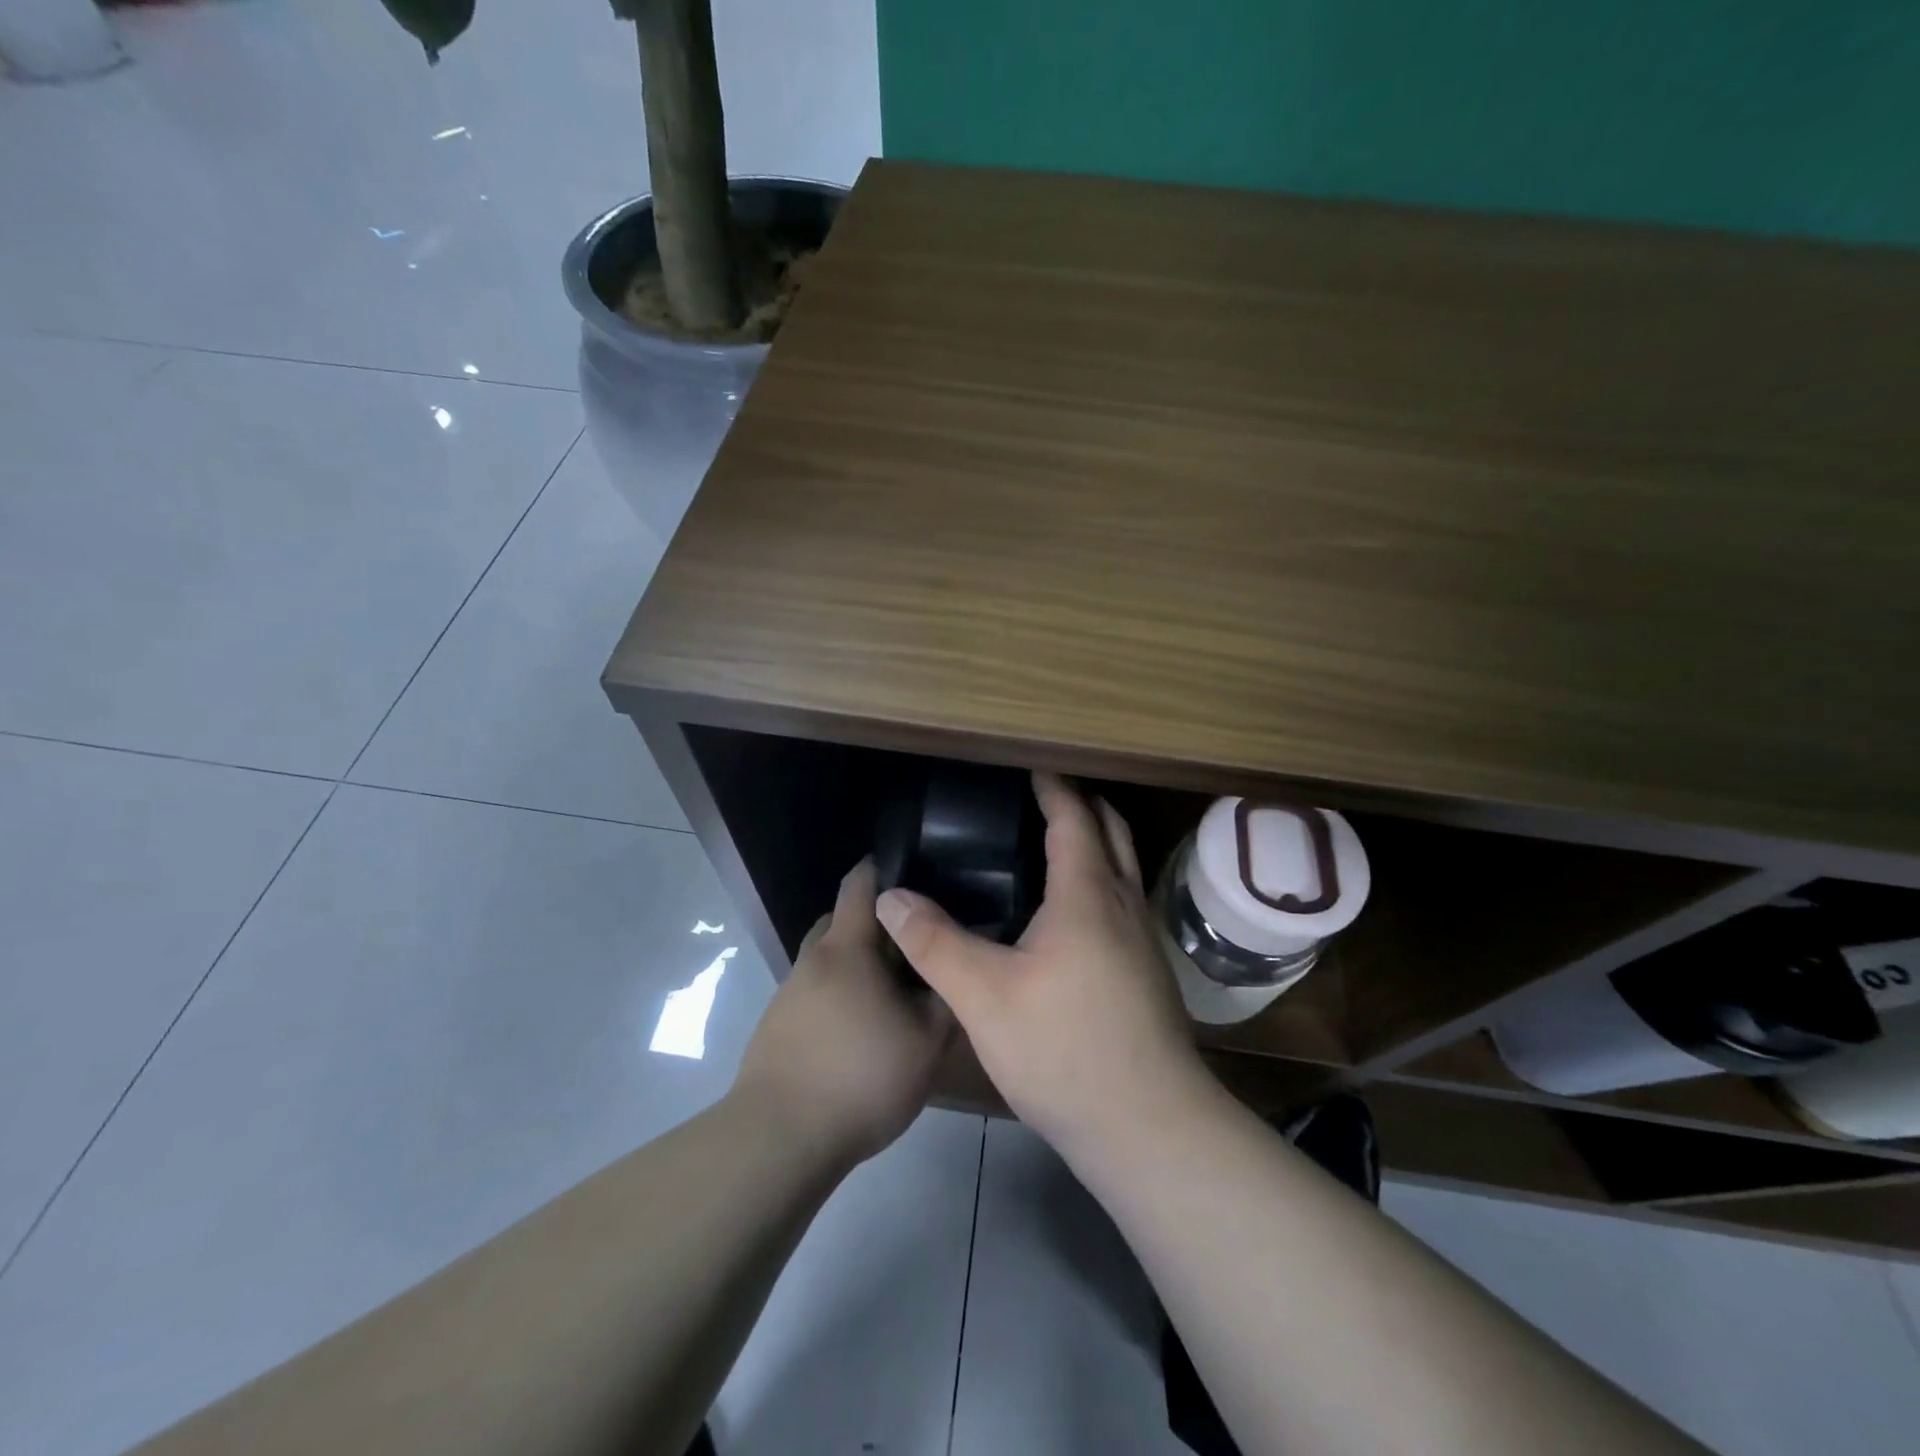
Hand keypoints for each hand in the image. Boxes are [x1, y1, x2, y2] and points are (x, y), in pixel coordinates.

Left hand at [732, 858, 953, 1168]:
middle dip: (875, 923)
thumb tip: (959, 960)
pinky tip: (862, 1029)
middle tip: (914, 942)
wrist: (779, 1139)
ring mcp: (789, 994)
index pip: (860, 883)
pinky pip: (815, 993)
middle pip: (841, 919)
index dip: (885, 869)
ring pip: (828, 960)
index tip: (917, 873)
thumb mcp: (926, 1041)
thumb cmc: (861, 1077)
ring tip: (893, 992)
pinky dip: (839, 996)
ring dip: (856, 964)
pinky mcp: (777, 1027)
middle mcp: (813, 960)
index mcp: (847, 948)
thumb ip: (947, 995)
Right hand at [875, 773, 1208, 1160]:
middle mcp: (1123, 904)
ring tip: (1054, 844)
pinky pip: (1124, 900)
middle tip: (1042, 796)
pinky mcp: (1149, 972)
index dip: (1052, 787)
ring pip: (1123, 867)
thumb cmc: (1065, 1050)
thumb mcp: (984, 997)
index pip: (1073, 818)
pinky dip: (1101, 880)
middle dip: (1082, 805)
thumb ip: (934, 943)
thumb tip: (891, 897)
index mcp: (1086, 894)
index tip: (1030, 767)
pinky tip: (1072, 914)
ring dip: (1097, 842)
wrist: (1149, 1127)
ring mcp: (1143, 939)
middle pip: (1111, 831)